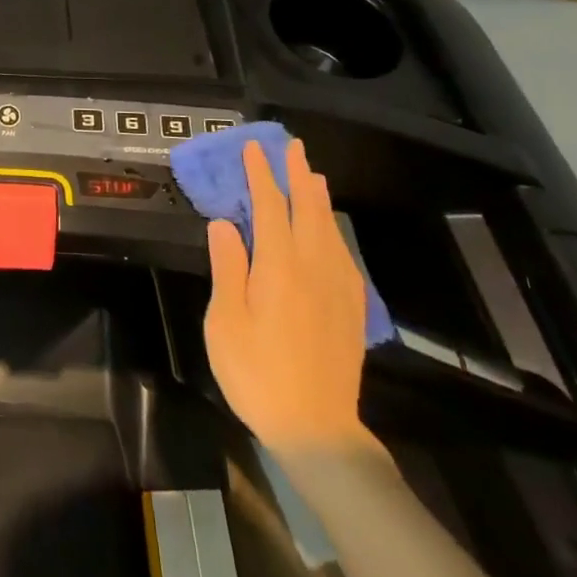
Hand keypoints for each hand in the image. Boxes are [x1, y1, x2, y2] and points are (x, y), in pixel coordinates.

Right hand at [204, 139, 378, 460]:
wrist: (317, 429)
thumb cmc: (257, 374)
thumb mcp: (226, 322)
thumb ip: (228, 268)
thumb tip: (224, 223)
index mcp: (279, 268)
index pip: (270, 207)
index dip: (261, 175)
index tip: (253, 149)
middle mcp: (314, 268)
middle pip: (307, 209)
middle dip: (297, 175)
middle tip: (292, 146)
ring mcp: (338, 287)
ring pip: (329, 228)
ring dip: (318, 197)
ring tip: (313, 174)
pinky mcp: (351, 307)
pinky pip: (343, 253)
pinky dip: (333, 229)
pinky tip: (329, 230)